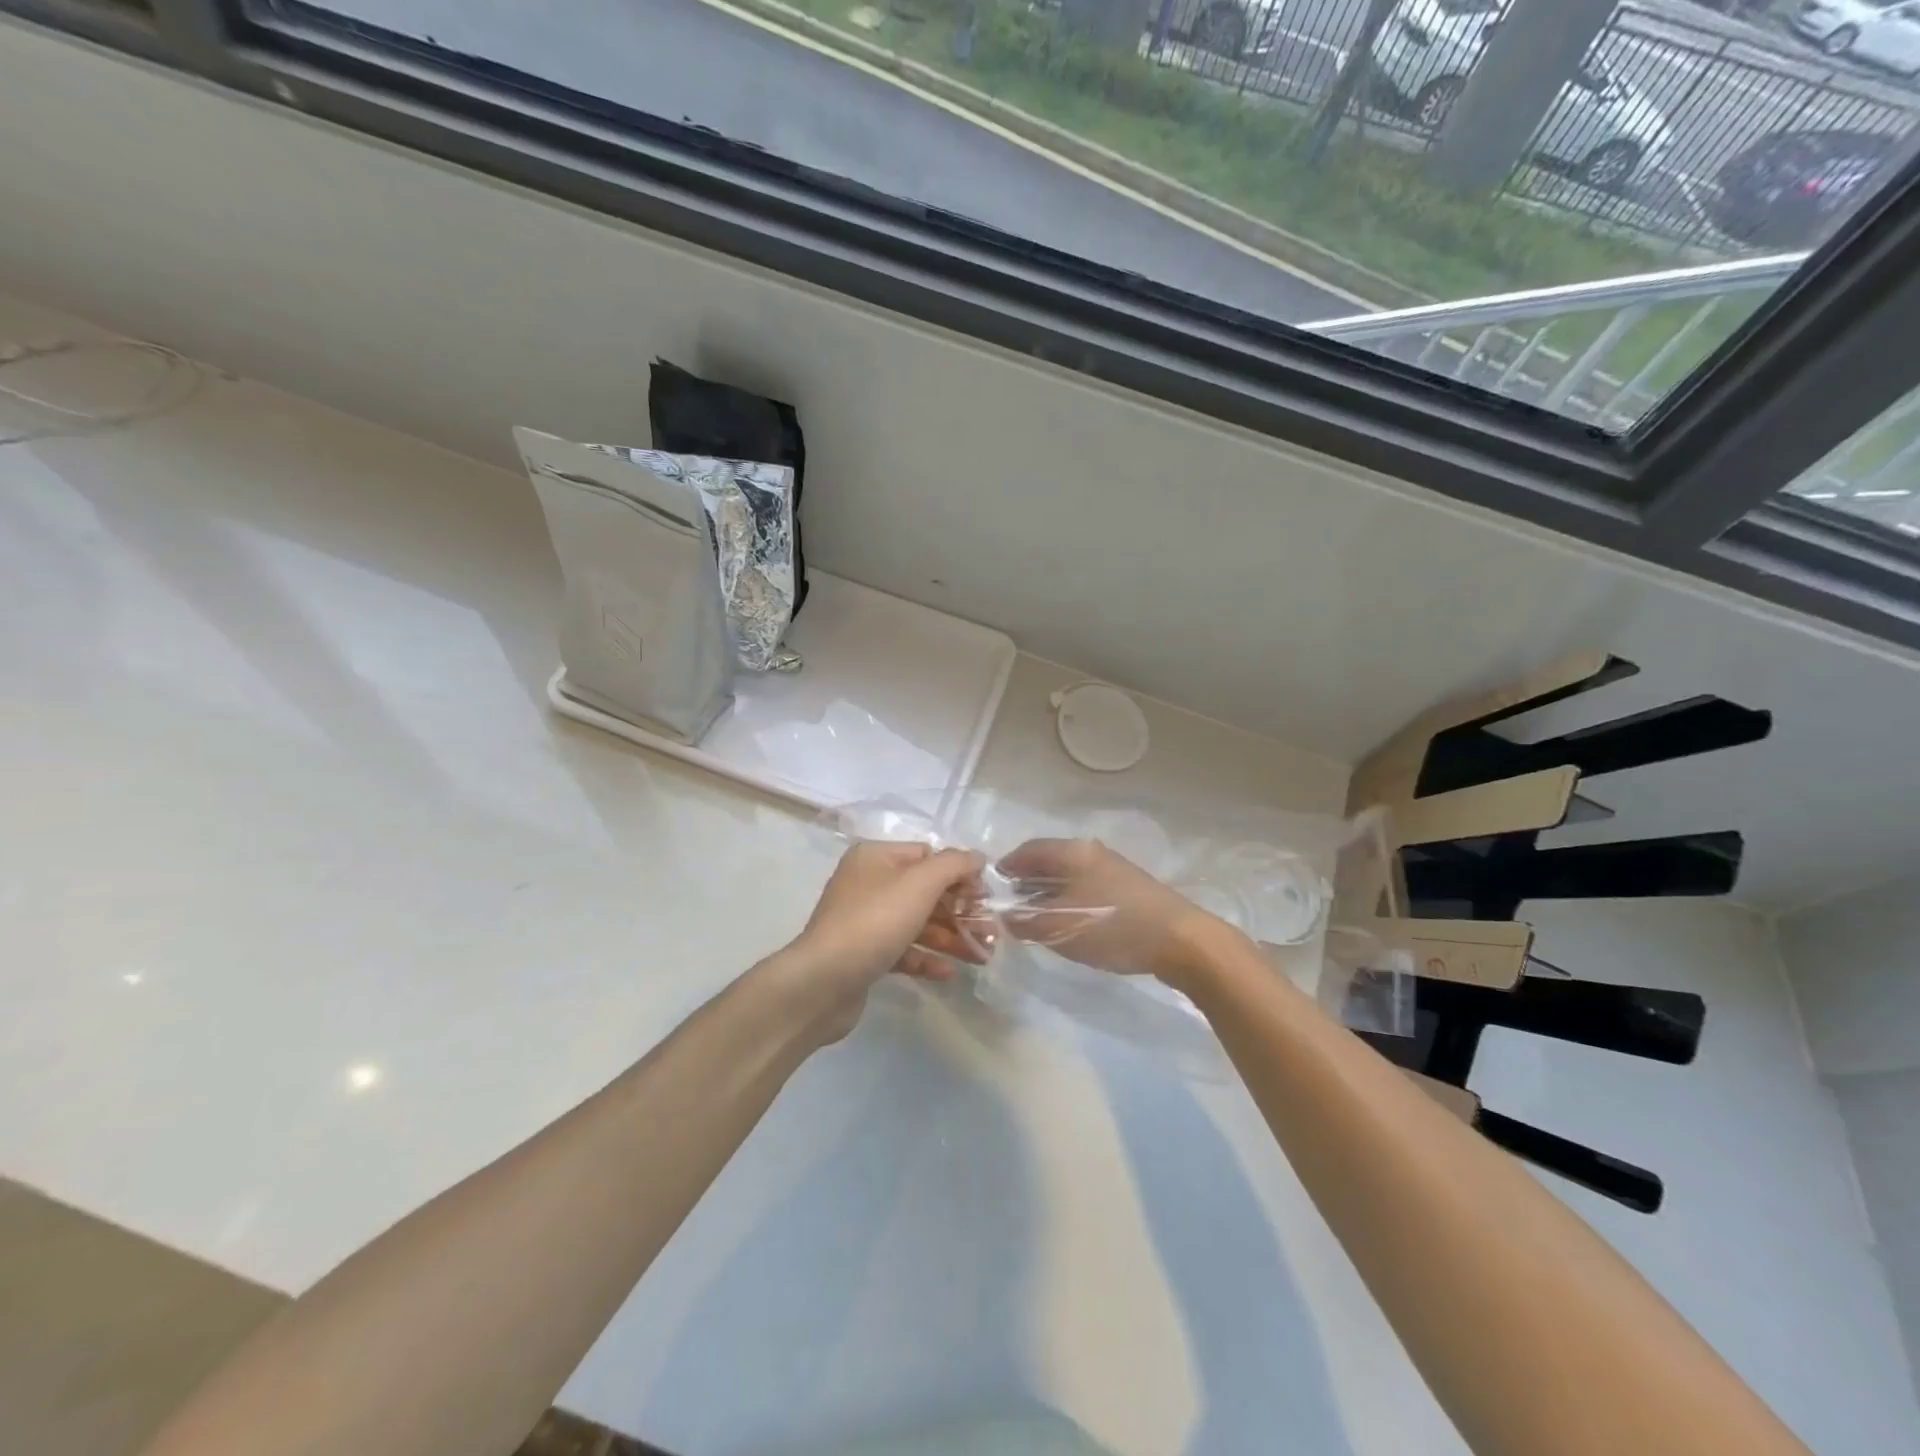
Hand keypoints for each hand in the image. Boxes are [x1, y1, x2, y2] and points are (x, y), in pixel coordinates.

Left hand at [779, 841, 987, 1042]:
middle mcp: (867, 883)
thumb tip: (976, 857)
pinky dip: (926, 958)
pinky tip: (949, 972)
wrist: (823, 981)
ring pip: (917, 923)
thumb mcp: (920, 884)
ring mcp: (863, 921)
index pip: (927, 855)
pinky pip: (902, 950)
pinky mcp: (863, 955)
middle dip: (960, 912)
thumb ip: (953, 865)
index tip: (985, 897)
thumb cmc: (874, 922)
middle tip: (992, 932)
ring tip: (982, 956)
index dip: (959, 874)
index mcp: (876, 857)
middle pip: (925, 892)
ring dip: (950, 937)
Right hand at [996, 838, 1235, 984]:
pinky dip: (1070, 899)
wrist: (1181, 941)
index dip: (1007, 866)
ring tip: (1036, 916)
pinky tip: (1070, 921)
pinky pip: (1088, 887)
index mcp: (1072, 852)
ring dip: (1049, 892)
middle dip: (1027, 880)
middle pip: (1049, 860)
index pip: (1029, 850)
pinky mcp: (1130, 890)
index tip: (992, 884)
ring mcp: (1114, 870)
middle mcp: (1092, 853)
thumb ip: (1025, 921)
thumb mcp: (1059, 928)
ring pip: (1070, 875)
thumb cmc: (1112, 927)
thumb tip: (1004, 916)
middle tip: (1010, 904)